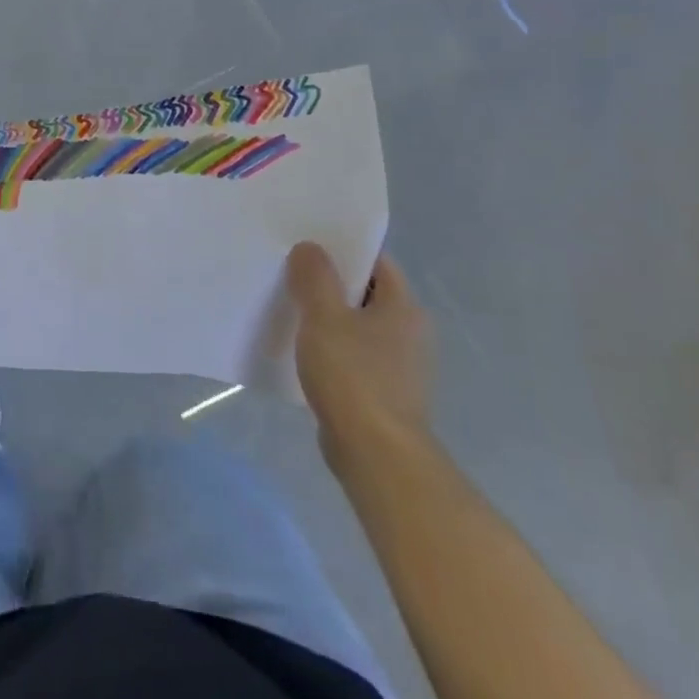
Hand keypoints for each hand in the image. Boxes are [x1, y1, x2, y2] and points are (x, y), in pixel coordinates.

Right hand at [288, 243, 432, 471]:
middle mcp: (410, 333)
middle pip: (367, 294)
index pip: (378, 263)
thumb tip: (310, 247)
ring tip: (289, 309)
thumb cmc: (353, 376)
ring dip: (328, 319)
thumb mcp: (324, 317)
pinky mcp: (382, 393)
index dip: (344, 251)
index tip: (308, 245)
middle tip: (289, 273)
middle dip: (331, 284)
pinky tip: (301, 352)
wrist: (375, 453)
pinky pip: (353, 357)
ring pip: (358, 327)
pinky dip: (330, 349)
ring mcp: (399, 366)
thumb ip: (315, 278)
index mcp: (404, 308)